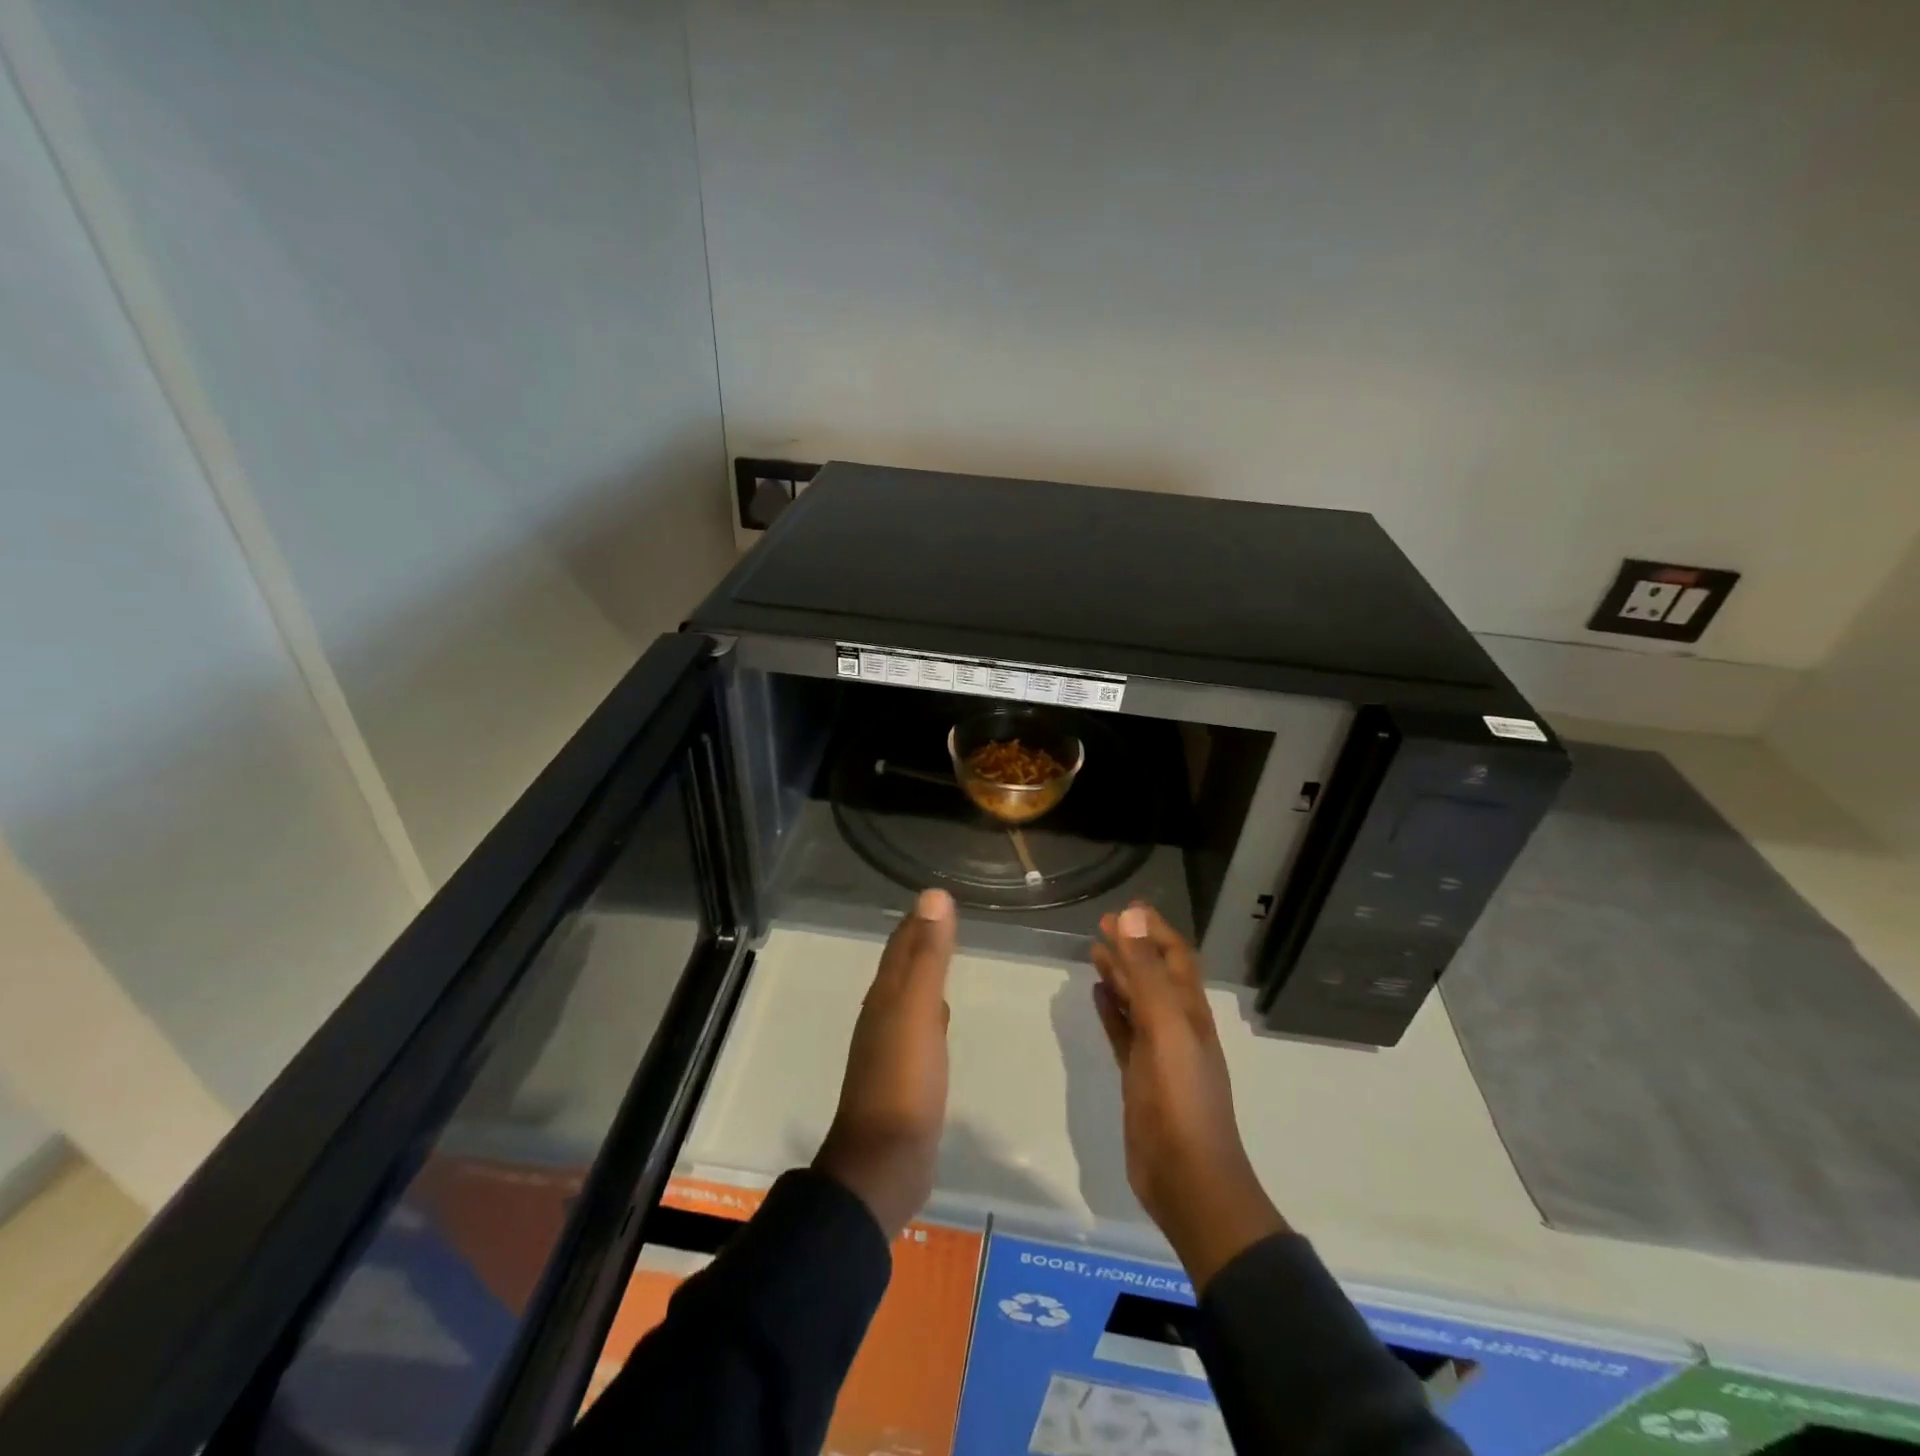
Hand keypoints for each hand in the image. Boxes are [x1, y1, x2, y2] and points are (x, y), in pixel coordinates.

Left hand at [814, 888, 956, 1239]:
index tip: (937, 898)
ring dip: (923, 975)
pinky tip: (940, 1018)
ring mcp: (890, 1049)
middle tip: (944, 921)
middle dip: (919, 942)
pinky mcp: (904, 1077)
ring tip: (943, 959)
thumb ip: (927, 955)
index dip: (916, 920)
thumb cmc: (903, 1081)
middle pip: (900, 968)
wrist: (884, 1163)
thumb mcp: (918, 1010)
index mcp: (884, 997)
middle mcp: (882, 1016)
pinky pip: (918, 1029)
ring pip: (908, 997)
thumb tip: (934, 896)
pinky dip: (929, 1011)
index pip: (900, 946)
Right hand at [1091, 903, 1286, 1289]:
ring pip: (1137, 1001)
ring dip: (1119, 974)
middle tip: (1102, 923)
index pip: (1175, 956)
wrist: (1188, 1178)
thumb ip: (1146, 972)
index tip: (1127, 907)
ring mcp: (1158, 1052)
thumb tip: (1130, 916)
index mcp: (1189, 1010)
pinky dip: (1111, 1010)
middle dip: (1132, 946)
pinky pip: (1123, 1031)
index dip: (1154, 930)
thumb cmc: (1181, 1097)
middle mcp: (1176, 1025)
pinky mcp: (1138, 1075)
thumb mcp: (1164, 1026)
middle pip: (1154, 974)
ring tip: (1094, 951)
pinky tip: (1097, 996)